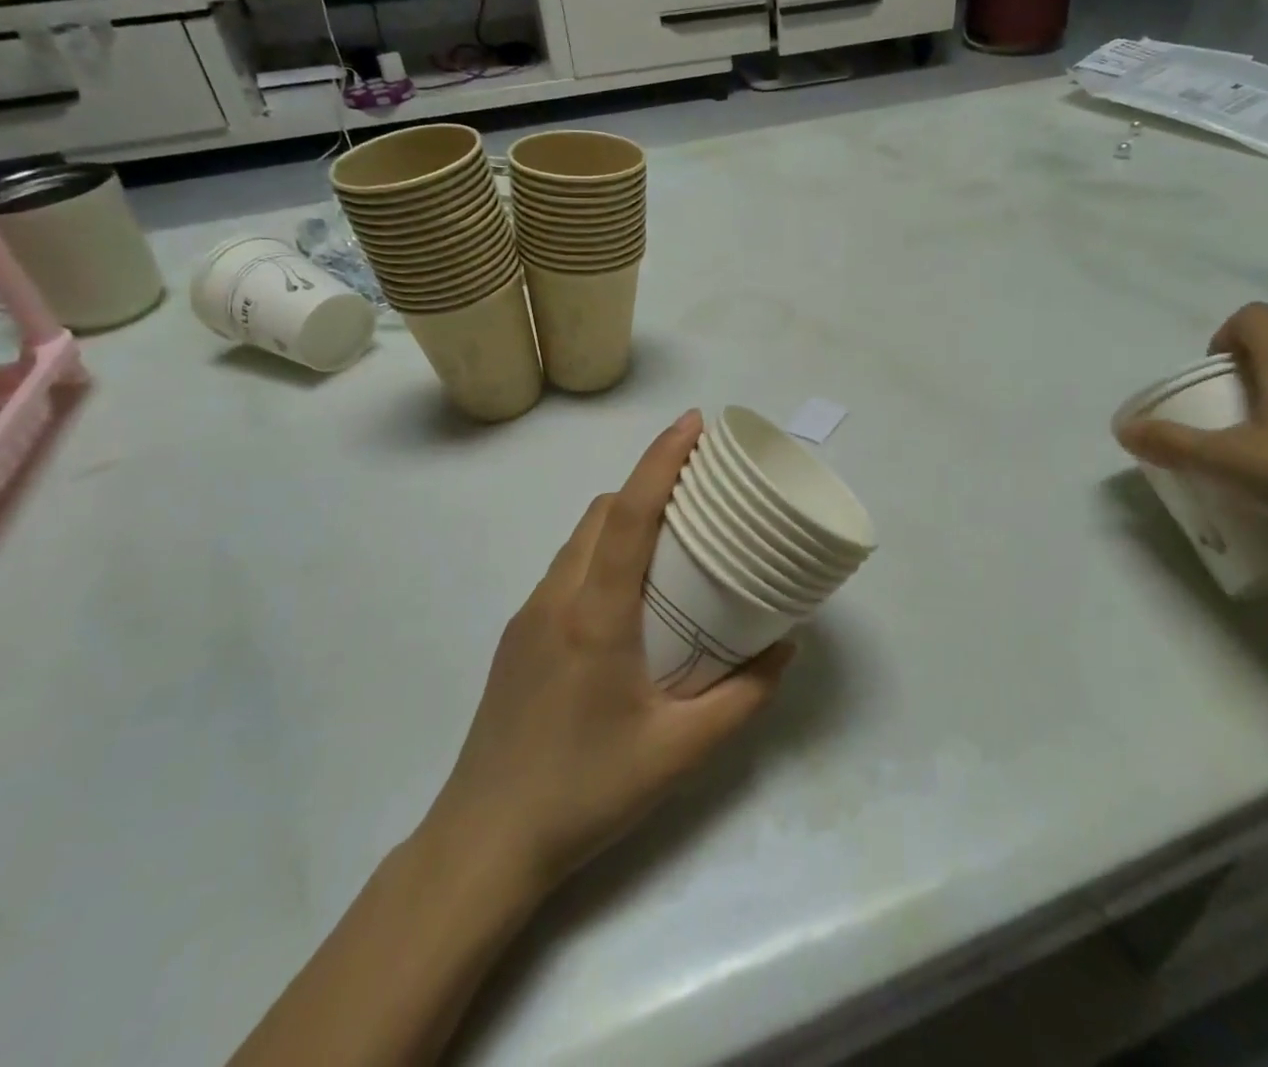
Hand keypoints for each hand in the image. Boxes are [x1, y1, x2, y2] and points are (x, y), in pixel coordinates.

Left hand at [424, 411, 792, 896]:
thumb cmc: (585, 792)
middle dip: (647, 482)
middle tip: (699, 488)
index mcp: (596, 615)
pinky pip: (567, 570)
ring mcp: (529, 616)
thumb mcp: (680, 752)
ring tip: (670, 537)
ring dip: (622, 518)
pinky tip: (628, 595)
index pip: (628, 513)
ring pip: (579, 539)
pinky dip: (601, 553)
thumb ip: (743, 697)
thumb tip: (785, 647)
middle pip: (600, 513)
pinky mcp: (518, 637)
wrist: (482, 844)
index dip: (661, 460)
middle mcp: (557, 599)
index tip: (694, 423)